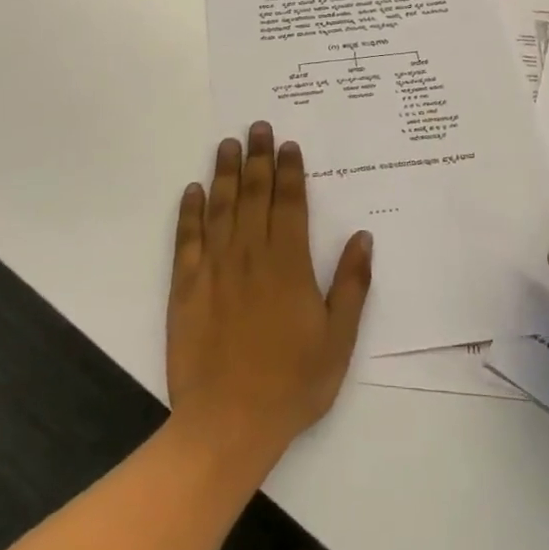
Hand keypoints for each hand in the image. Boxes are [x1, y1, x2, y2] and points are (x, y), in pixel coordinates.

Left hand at [167, 124, 372, 467]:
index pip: (289, 203)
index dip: (290, 171)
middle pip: (255, 194)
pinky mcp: (186, 286)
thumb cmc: (292, 382)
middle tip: (258, 127)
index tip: (289, 144)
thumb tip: (362, 237)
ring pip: (221, 207)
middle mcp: (250, 254)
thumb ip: (351, 284)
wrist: (228, 422)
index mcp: (288, 263)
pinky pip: (188, 238)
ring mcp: (214, 267)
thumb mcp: (338, 339)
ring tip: (227, 144)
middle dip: (258, 157)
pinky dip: (190, 211)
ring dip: (225, 172)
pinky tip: (193, 190)